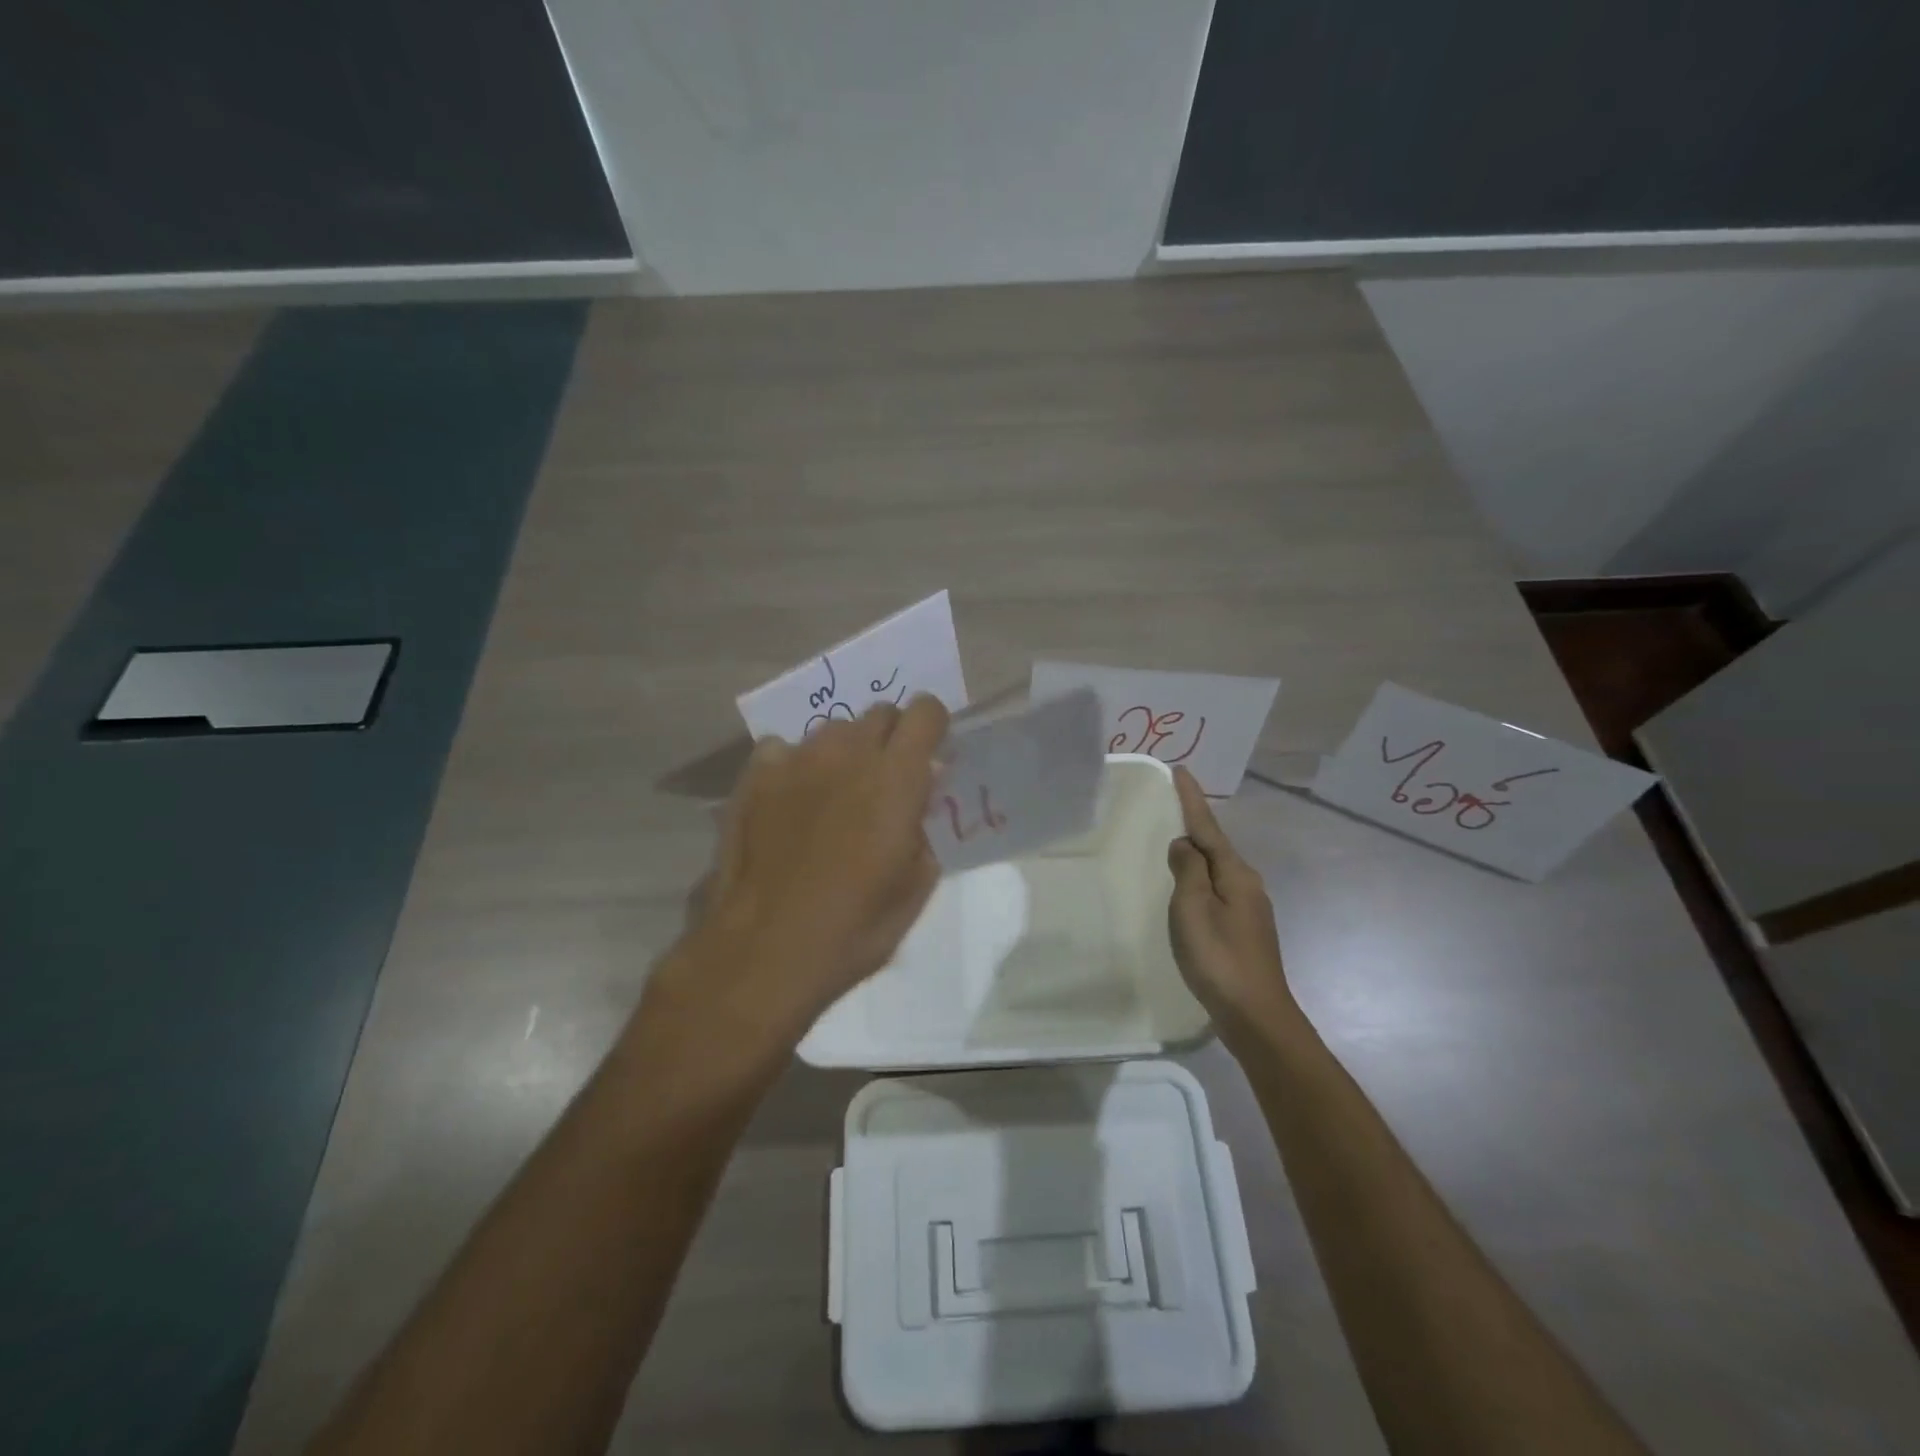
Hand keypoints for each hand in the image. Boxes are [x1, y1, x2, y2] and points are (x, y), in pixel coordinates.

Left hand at [653, 695, 948, 1049]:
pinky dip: (795, 767)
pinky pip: (785, 749)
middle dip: (891, 739)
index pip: (925, 711)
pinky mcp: (755, 774)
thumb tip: (921, 792)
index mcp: (896, 777)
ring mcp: (796, 758)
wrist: (765, 949)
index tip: (930, 755)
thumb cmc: (854, 927)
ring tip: (834, 796)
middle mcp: (847, 752)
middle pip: (880, 713)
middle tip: (884, 782)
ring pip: (833, 731)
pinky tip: (789, 804)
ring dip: (844, 753)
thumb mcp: (915, 884)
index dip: (932, 727)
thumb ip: (924, 824)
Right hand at [1167, 766, 1295, 1037]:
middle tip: (1171, 804)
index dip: (1192, 799)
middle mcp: (1247, 884)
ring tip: (1174, 843)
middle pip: (1216, 845)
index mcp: (1235, 873)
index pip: (1208, 826)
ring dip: (1197, 854)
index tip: (1181, 770)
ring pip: (1217, 870)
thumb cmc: (1219, 957)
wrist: (1256, 1015)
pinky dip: (1200, 880)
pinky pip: (1217, 890)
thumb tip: (1185, 844)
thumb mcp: (1193, 908)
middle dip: (1195, 823)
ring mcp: (1249, 908)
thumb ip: (1188, 870)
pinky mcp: (1244, 930)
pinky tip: (1188, 889)